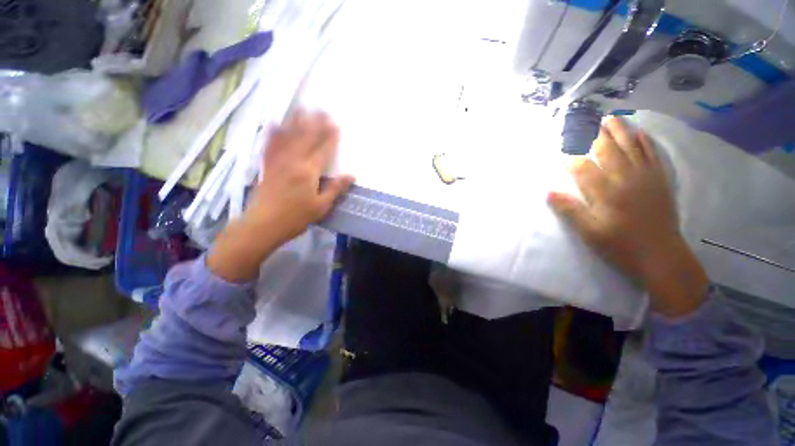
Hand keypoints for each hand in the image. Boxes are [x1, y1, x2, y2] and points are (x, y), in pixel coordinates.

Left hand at [208, 110, 353, 282]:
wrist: (264, 224)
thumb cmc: (296, 217)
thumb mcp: (321, 206)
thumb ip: (335, 189)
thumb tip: (351, 176)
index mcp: (308, 172)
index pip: (323, 150)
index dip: (330, 137)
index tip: (336, 126)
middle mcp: (293, 161)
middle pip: (306, 137)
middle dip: (315, 123)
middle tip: (322, 110)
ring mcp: (277, 160)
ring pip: (288, 136)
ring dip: (296, 121)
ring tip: (303, 109)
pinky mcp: (266, 164)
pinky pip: (270, 144)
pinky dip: (273, 132)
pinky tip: (275, 122)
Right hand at [548, 116, 707, 316]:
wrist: (662, 258)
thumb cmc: (621, 247)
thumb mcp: (590, 233)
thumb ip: (570, 210)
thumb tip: (549, 192)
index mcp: (606, 193)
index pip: (583, 168)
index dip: (570, 157)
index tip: (560, 149)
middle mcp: (626, 179)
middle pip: (608, 151)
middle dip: (594, 135)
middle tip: (584, 121)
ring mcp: (646, 177)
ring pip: (631, 147)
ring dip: (619, 131)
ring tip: (610, 117)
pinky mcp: (660, 180)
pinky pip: (652, 154)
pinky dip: (645, 141)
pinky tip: (639, 132)